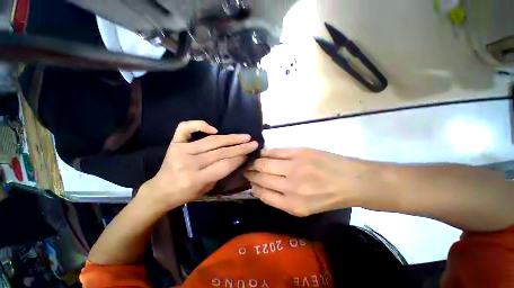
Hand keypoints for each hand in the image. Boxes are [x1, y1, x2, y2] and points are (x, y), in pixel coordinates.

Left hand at [141, 120, 257, 210]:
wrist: (161, 190)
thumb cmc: (186, 193)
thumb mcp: (207, 188)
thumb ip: (221, 172)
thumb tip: (237, 158)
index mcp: (196, 179)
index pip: (224, 165)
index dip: (239, 158)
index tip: (250, 153)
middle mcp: (188, 163)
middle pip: (220, 152)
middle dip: (240, 147)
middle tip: (253, 142)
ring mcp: (180, 150)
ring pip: (211, 141)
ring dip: (230, 138)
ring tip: (244, 136)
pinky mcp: (174, 143)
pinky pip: (186, 128)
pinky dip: (200, 124)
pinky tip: (214, 129)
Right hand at [244, 148, 374, 216]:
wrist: (350, 180)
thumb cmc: (327, 197)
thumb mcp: (304, 208)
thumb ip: (280, 199)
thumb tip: (260, 186)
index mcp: (292, 205)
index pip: (262, 194)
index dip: (253, 187)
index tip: (249, 182)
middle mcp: (291, 186)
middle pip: (260, 177)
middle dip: (250, 173)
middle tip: (246, 170)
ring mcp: (295, 166)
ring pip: (264, 162)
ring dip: (254, 162)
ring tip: (251, 161)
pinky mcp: (299, 151)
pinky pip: (275, 151)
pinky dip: (265, 152)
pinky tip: (262, 154)